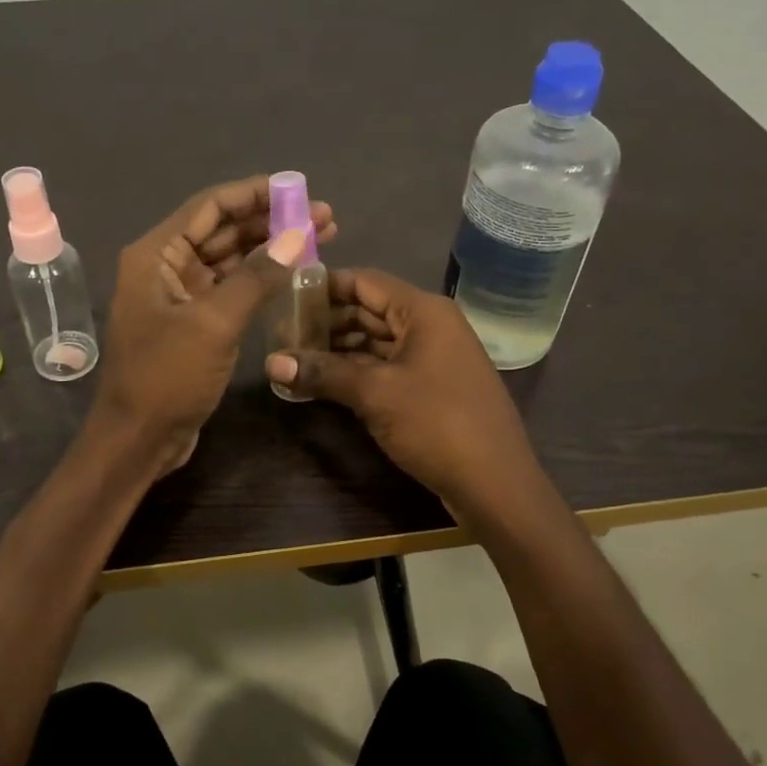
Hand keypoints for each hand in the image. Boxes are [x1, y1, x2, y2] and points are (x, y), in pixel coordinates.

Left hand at [95, 176, 337, 473]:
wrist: (139, 439)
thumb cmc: (167, 377)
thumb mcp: (214, 323)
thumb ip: (257, 276)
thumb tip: (298, 235)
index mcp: (156, 254)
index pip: (210, 206)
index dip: (255, 193)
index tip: (299, 189)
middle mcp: (165, 266)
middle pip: (223, 229)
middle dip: (272, 221)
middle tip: (324, 216)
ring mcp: (180, 295)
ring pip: (230, 258)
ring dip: (271, 248)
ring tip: (321, 238)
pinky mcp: (194, 321)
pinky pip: (231, 287)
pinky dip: (260, 278)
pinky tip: (293, 272)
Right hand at [263, 269, 540, 517]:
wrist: (495, 484)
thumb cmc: (436, 423)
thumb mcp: (375, 394)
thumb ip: (322, 372)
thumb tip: (271, 363)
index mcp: (423, 311)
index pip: (365, 281)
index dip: (324, 286)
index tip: (285, 296)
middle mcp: (430, 325)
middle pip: (369, 309)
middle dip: (326, 321)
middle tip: (282, 334)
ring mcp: (433, 357)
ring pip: (376, 341)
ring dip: (338, 349)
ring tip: (294, 358)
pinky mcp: (431, 387)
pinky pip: (386, 366)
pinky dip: (356, 371)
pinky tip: (323, 382)